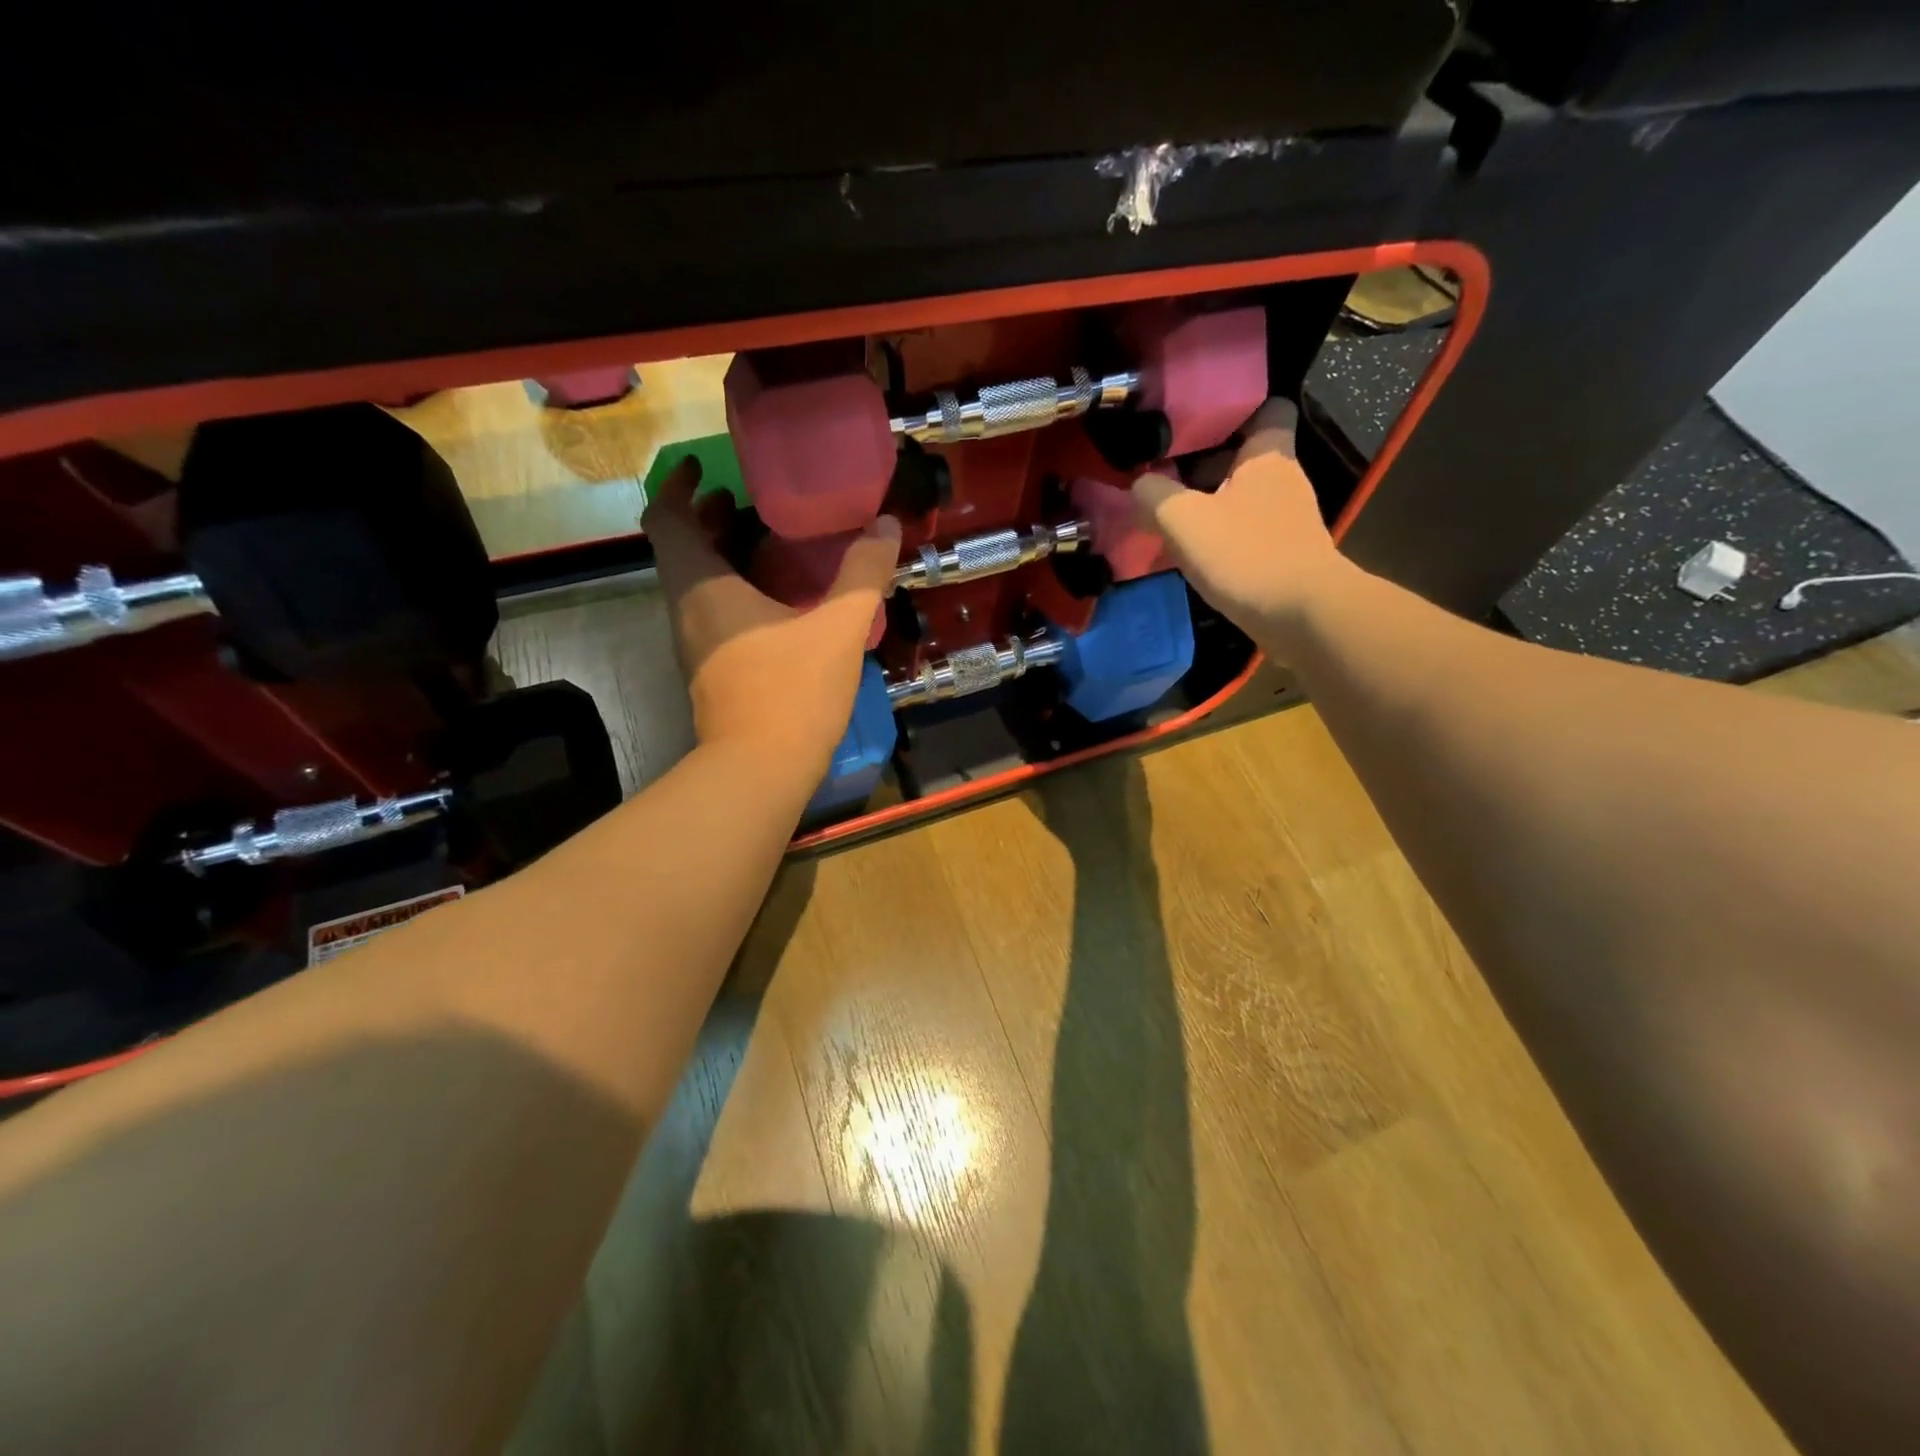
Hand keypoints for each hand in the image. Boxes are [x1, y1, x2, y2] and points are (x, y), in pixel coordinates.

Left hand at [643, 458, 900, 770]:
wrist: (761, 771)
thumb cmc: (792, 691)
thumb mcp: (839, 628)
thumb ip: (863, 573)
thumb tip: (885, 525)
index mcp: (702, 587)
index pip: (665, 519)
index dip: (677, 486)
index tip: (705, 468)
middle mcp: (687, 610)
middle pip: (680, 549)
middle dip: (706, 517)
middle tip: (744, 497)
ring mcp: (695, 644)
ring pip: (696, 583)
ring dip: (720, 554)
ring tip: (766, 539)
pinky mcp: (711, 671)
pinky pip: (713, 612)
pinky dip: (733, 588)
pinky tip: (777, 597)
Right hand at [1130, 399, 1352, 657]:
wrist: (1303, 617)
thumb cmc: (1246, 555)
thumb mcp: (1184, 520)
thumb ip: (1154, 496)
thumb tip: (1139, 486)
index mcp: (1268, 456)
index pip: (1268, 407)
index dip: (1233, 409)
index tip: (1194, 424)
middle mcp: (1284, 480)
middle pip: (1244, 457)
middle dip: (1205, 465)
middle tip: (1163, 476)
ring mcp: (1288, 520)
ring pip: (1241, 498)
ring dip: (1208, 505)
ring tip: (1168, 518)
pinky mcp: (1285, 555)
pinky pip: (1245, 533)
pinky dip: (1220, 538)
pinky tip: (1192, 555)